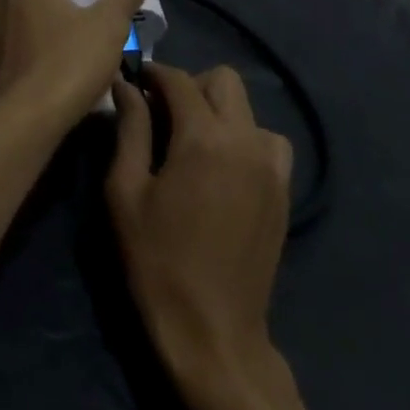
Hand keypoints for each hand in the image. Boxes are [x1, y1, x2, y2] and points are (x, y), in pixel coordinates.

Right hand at [106, 63, 292, 403]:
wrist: (214, 335)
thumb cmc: (158, 260)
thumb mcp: (126, 191)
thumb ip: (129, 129)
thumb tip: (126, 86)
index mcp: (203, 138)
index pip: (178, 79)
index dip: (152, 74)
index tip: (133, 82)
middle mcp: (244, 142)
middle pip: (223, 80)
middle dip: (191, 85)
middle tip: (163, 114)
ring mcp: (270, 168)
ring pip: (249, 109)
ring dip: (220, 111)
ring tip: (194, 141)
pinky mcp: (283, 194)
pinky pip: (268, 142)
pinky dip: (246, 139)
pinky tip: (222, 167)